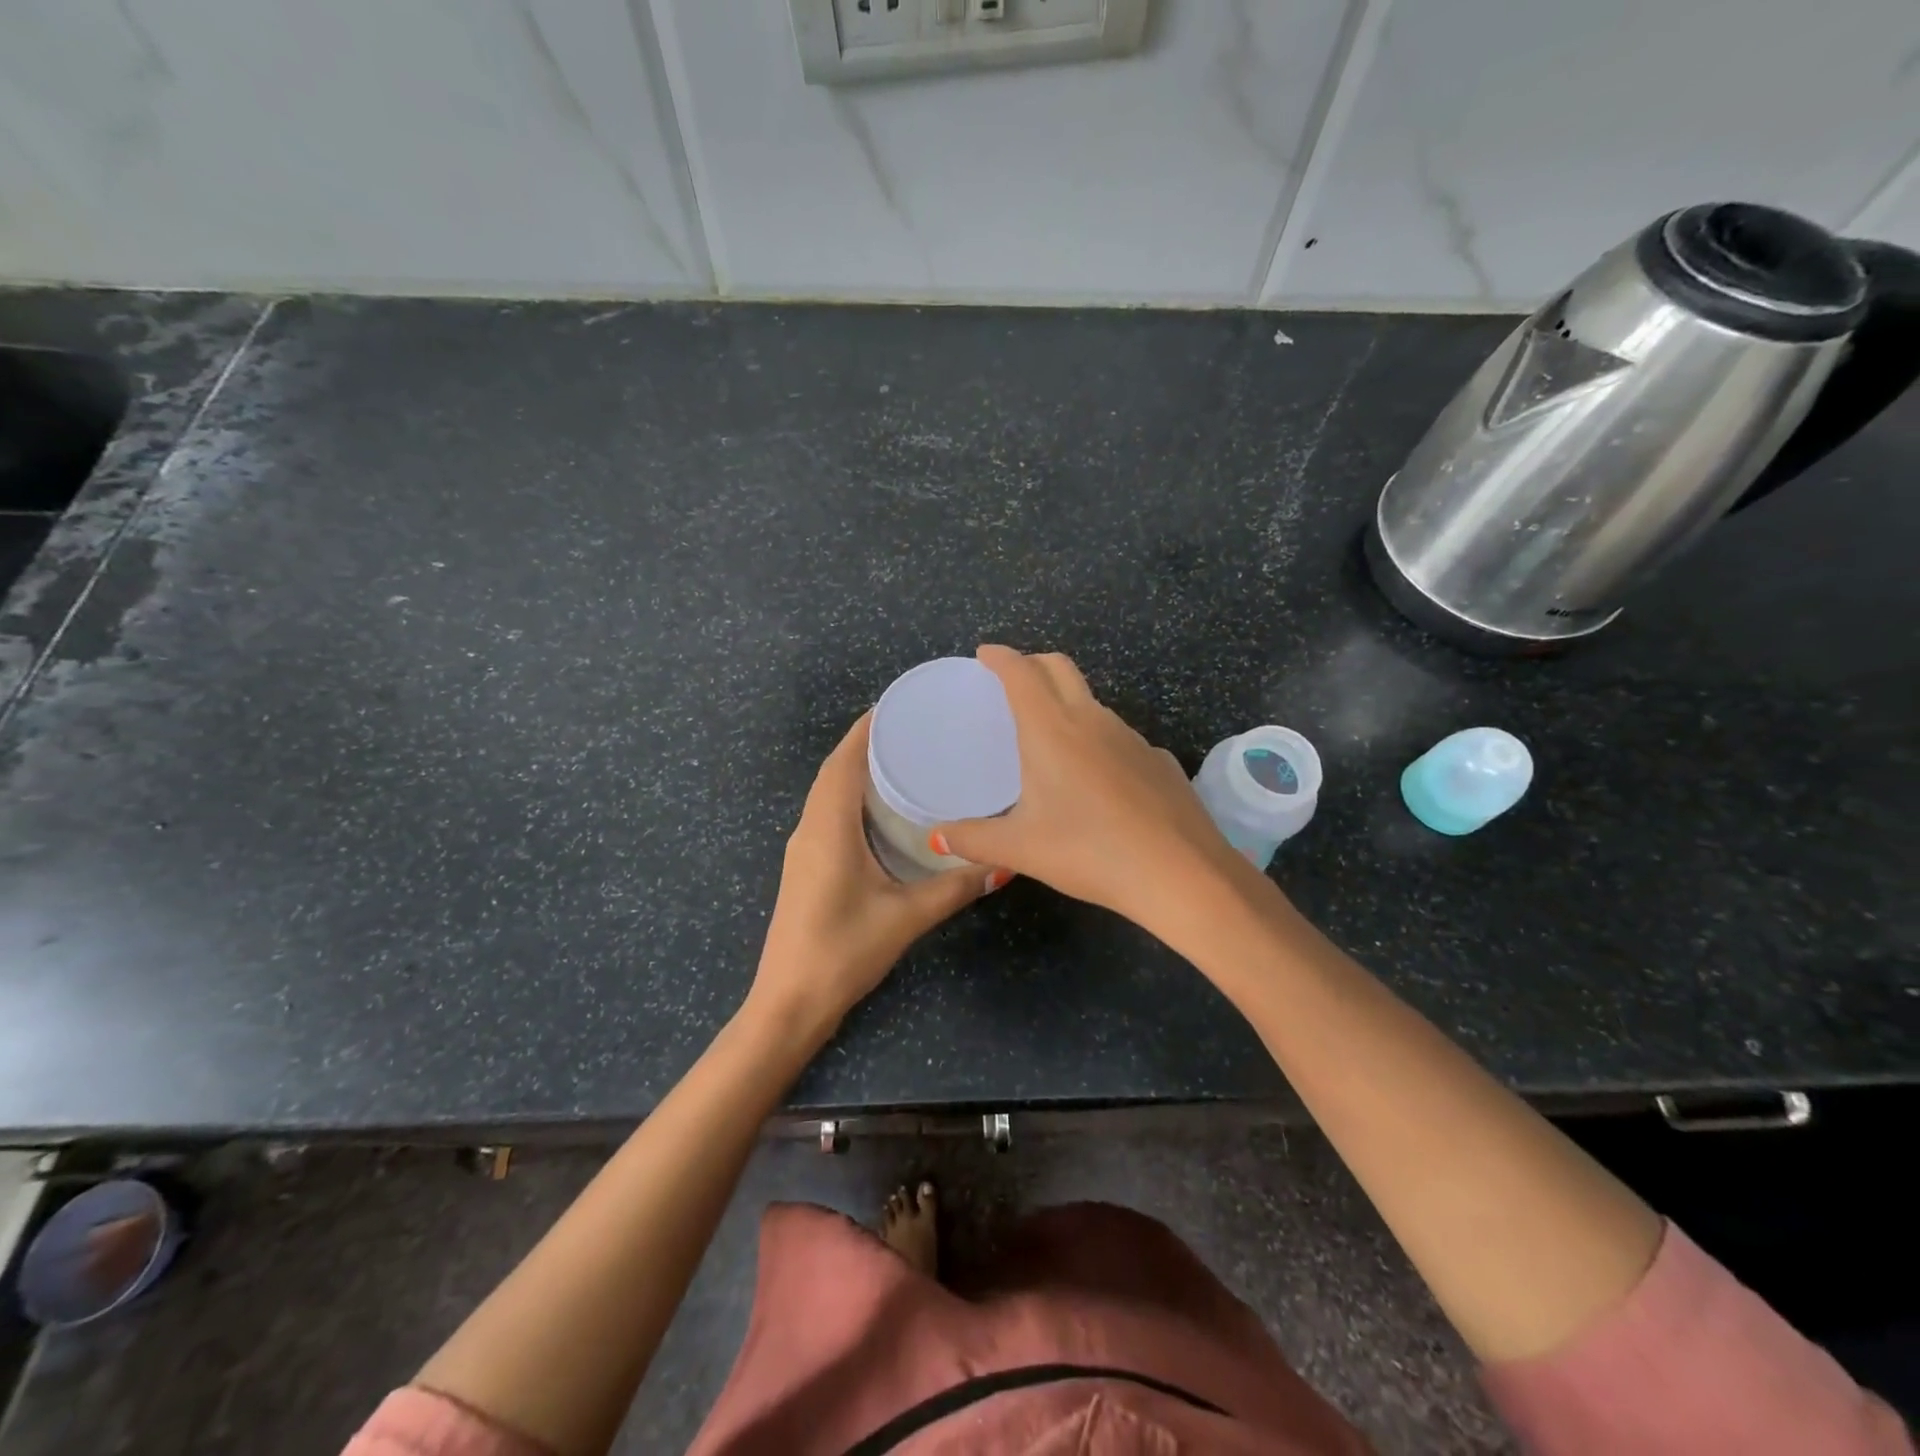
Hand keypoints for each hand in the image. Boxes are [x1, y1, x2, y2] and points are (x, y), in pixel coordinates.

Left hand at [750, 712, 1003, 1037]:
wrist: (789, 1003)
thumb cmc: (843, 952)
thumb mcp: (906, 917)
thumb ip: (955, 887)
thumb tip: (1004, 863)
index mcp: (828, 827)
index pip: (843, 761)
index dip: (867, 728)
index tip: (900, 705)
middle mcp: (810, 828)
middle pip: (835, 770)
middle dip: (867, 743)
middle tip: (914, 729)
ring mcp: (804, 848)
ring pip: (829, 792)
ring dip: (858, 770)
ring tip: (904, 759)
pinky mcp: (807, 866)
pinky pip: (829, 813)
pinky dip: (852, 797)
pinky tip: (883, 809)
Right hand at [932, 646, 1254, 937]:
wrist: (1181, 873)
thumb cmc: (1089, 852)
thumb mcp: (1021, 849)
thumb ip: (973, 839)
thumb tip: (936, 838)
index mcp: (1051, 730)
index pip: (1021, 673)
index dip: (1001, 657)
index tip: (985, 653)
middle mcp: (1092, 721)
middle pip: (1060, 668)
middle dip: (1033, 663)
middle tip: (1013, 678)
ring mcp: (1132, 738)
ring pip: (1093, 702)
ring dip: (1067, 702)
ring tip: (1051, 735)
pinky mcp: (1160, 760)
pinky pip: (1120, 737)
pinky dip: (1099, 740)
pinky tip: (1099, 779)